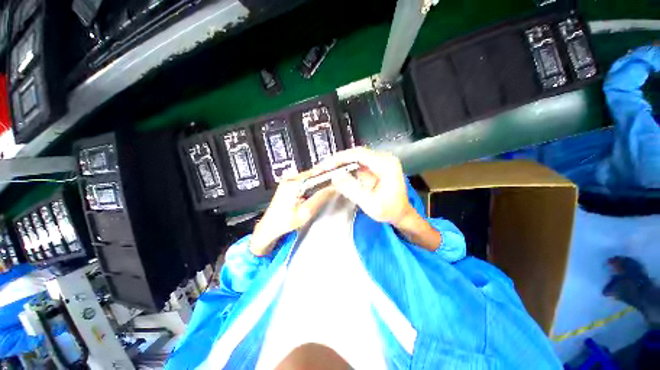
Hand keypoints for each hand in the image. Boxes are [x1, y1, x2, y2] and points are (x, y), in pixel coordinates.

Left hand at [250, 170, 334, 255]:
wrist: (270, 226)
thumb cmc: (285, 222)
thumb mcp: (305, 212)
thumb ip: (320, 198)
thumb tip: (333, 188)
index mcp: (293, 183)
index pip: (316, 174)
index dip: (329, 175)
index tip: (339, 179)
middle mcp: (290, 178)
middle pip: (313, 174)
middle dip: (325, 178)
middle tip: (336, 184)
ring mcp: (288, 180)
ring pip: (310, 176)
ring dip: (319, 181)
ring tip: (329, 187)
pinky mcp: (288, 183)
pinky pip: (305, 180)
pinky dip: (313, 184)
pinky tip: (318, 189)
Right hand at [319, 147, 413, 226]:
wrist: (401, 213)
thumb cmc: (389, 210)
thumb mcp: (370, 203)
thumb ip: (352, 189)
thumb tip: (334, 176)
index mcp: (386, 165)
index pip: (359, 155)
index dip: (340, 158)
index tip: (326, 165)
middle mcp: (383, 159)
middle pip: (356, 154)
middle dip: (337, 160)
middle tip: (322, 168)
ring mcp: (379, 162)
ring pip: (355, 157)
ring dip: (340, 163)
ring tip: (325, 169)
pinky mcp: (375, 167)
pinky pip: (357, 163)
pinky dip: (345, 168)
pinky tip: (336, 172)